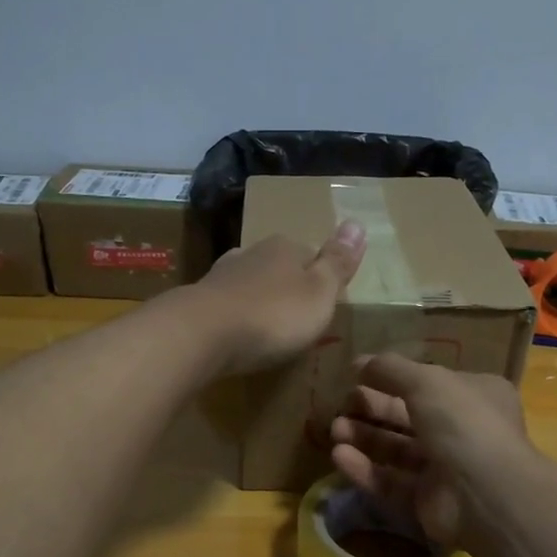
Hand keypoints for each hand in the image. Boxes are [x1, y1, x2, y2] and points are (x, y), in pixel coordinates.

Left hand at [174, 223, 365, 376]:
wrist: (202, 334)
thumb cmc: (273, 314)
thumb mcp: (320, 292)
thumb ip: (337, 263)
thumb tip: (357, 222)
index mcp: (285, 248)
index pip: (310, 254)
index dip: (319, 277)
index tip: (324, 301)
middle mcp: (251, 253)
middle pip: (277, 268)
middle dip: (286, 288)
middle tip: (297, 318)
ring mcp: (221, 276)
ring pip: (249, 284)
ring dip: (258, 302)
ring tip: (267, 328)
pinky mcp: (199, 302)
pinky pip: (226, 307)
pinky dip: (235, 317)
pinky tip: (236, 333)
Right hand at [329, 353, 530, 546]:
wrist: (486, 494)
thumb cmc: (463, 423)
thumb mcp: (426, 381)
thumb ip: (391, 369)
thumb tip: (358, 362)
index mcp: (475, 395)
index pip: (429, 382)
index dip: (392, 377)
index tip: (356, 374)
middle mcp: (463, 430)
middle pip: (408, 417)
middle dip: (372, 409)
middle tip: (342, 405)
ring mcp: (446, 469)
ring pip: (397, 450)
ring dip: (365, 438)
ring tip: (335, 430)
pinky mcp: (427, 502)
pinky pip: (391, 482)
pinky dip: (366, 470)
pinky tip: (339, 457)